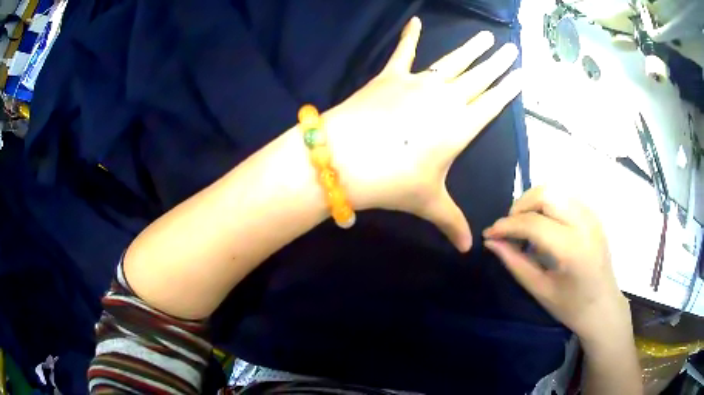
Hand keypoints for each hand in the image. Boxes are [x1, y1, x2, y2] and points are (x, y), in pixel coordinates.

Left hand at [324, 17, 521, 251]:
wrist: (345, 158)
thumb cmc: (393, 181)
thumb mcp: (428, 202)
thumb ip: (452, 223)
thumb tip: (468, 250)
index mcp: (460, 127)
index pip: (492, 103)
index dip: (508, 88)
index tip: (520, 72)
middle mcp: (444, 99)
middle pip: (478, 77)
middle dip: (496, 63)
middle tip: (510, 48)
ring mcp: (417, 84)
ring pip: (451, 62)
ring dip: (469, 49)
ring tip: (484, 36)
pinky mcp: (389, 76)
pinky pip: (403, 52)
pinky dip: (409, 36)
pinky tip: (415, 20)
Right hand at [482, 186, 630, 341]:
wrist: (603, 306)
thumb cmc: (572, 307)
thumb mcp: (540, 290)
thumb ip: (515, 263)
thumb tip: (491, 242)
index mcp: (572, 249)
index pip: (533, 223)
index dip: (506, 226)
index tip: (489, 234)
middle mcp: (584, 223)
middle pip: (545, 194)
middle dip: (520, 206)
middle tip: (509, 228)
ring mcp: (591, 215)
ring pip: (555, 190)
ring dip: (533, 202)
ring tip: (524, 225)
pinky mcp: (593, 213)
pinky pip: (565, 196)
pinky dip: (548, 203)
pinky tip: (543, 224)